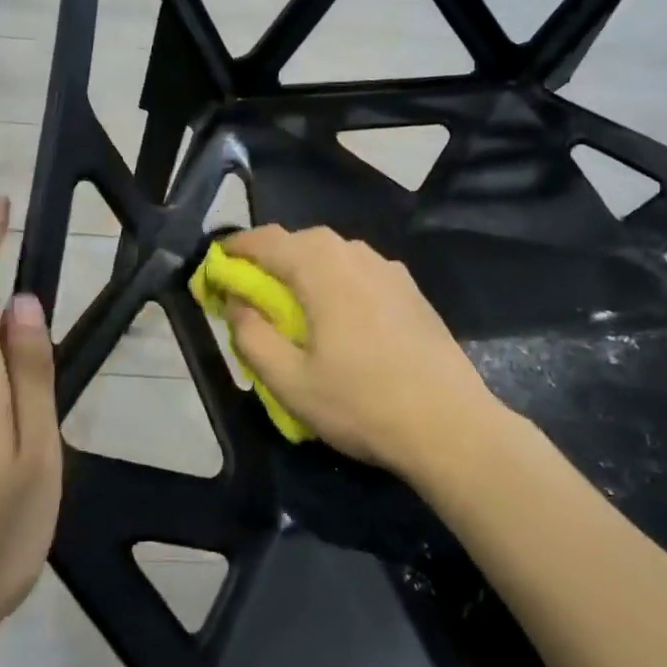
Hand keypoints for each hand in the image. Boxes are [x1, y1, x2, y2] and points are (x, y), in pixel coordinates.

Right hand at [218, 225, 501, 476]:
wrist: (450, 425)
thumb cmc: (361, 403)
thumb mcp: (289, 381)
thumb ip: (252, 336)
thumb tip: (237, 304)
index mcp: (322, 268)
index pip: (267, 241)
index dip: (236, 251)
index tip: (216, 269)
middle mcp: (356, 254)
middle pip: (302, 241)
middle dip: (271, 259)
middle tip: (252, 292)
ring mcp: (390, 270)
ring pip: (335, 254)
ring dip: (306, 269)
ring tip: (294, 305)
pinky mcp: (411, 290)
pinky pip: (361, 271)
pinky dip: (337, 281)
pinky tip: (341, 318)